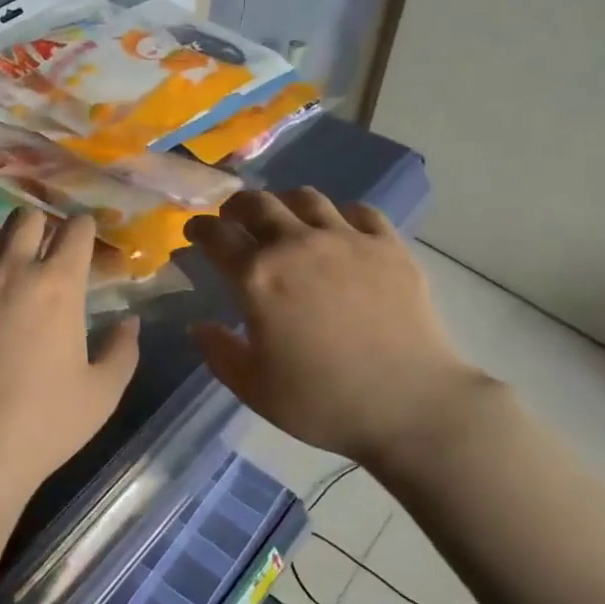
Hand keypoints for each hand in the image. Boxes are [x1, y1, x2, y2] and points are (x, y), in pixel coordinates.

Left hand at [0, 209, 140, 505]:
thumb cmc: (41, 427)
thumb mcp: (101, 396)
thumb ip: (122, 351)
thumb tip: (131, 320)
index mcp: (57, 286)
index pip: (75, 230)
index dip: (81, 230)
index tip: (79, 241)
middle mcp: (9, 269)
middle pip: (24, 217)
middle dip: (35, 229)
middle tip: (34, 255)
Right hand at [184, 189, 490, 466]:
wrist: (411, 405)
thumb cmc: (323, 402)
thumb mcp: (254, 388)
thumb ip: (219, 352)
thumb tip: (200, 325)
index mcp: (258, 277)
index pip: (216, 235)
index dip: (199, 228)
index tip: (194, 232)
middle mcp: (297, 245)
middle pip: (257, 203)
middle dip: (236, 207)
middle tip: (232, 219)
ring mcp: (347, 240)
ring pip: (306, 198)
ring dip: (284, 202)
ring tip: (283, 218)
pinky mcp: (389, 245)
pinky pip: (358, 211)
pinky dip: (339, 214)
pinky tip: (338, 230)